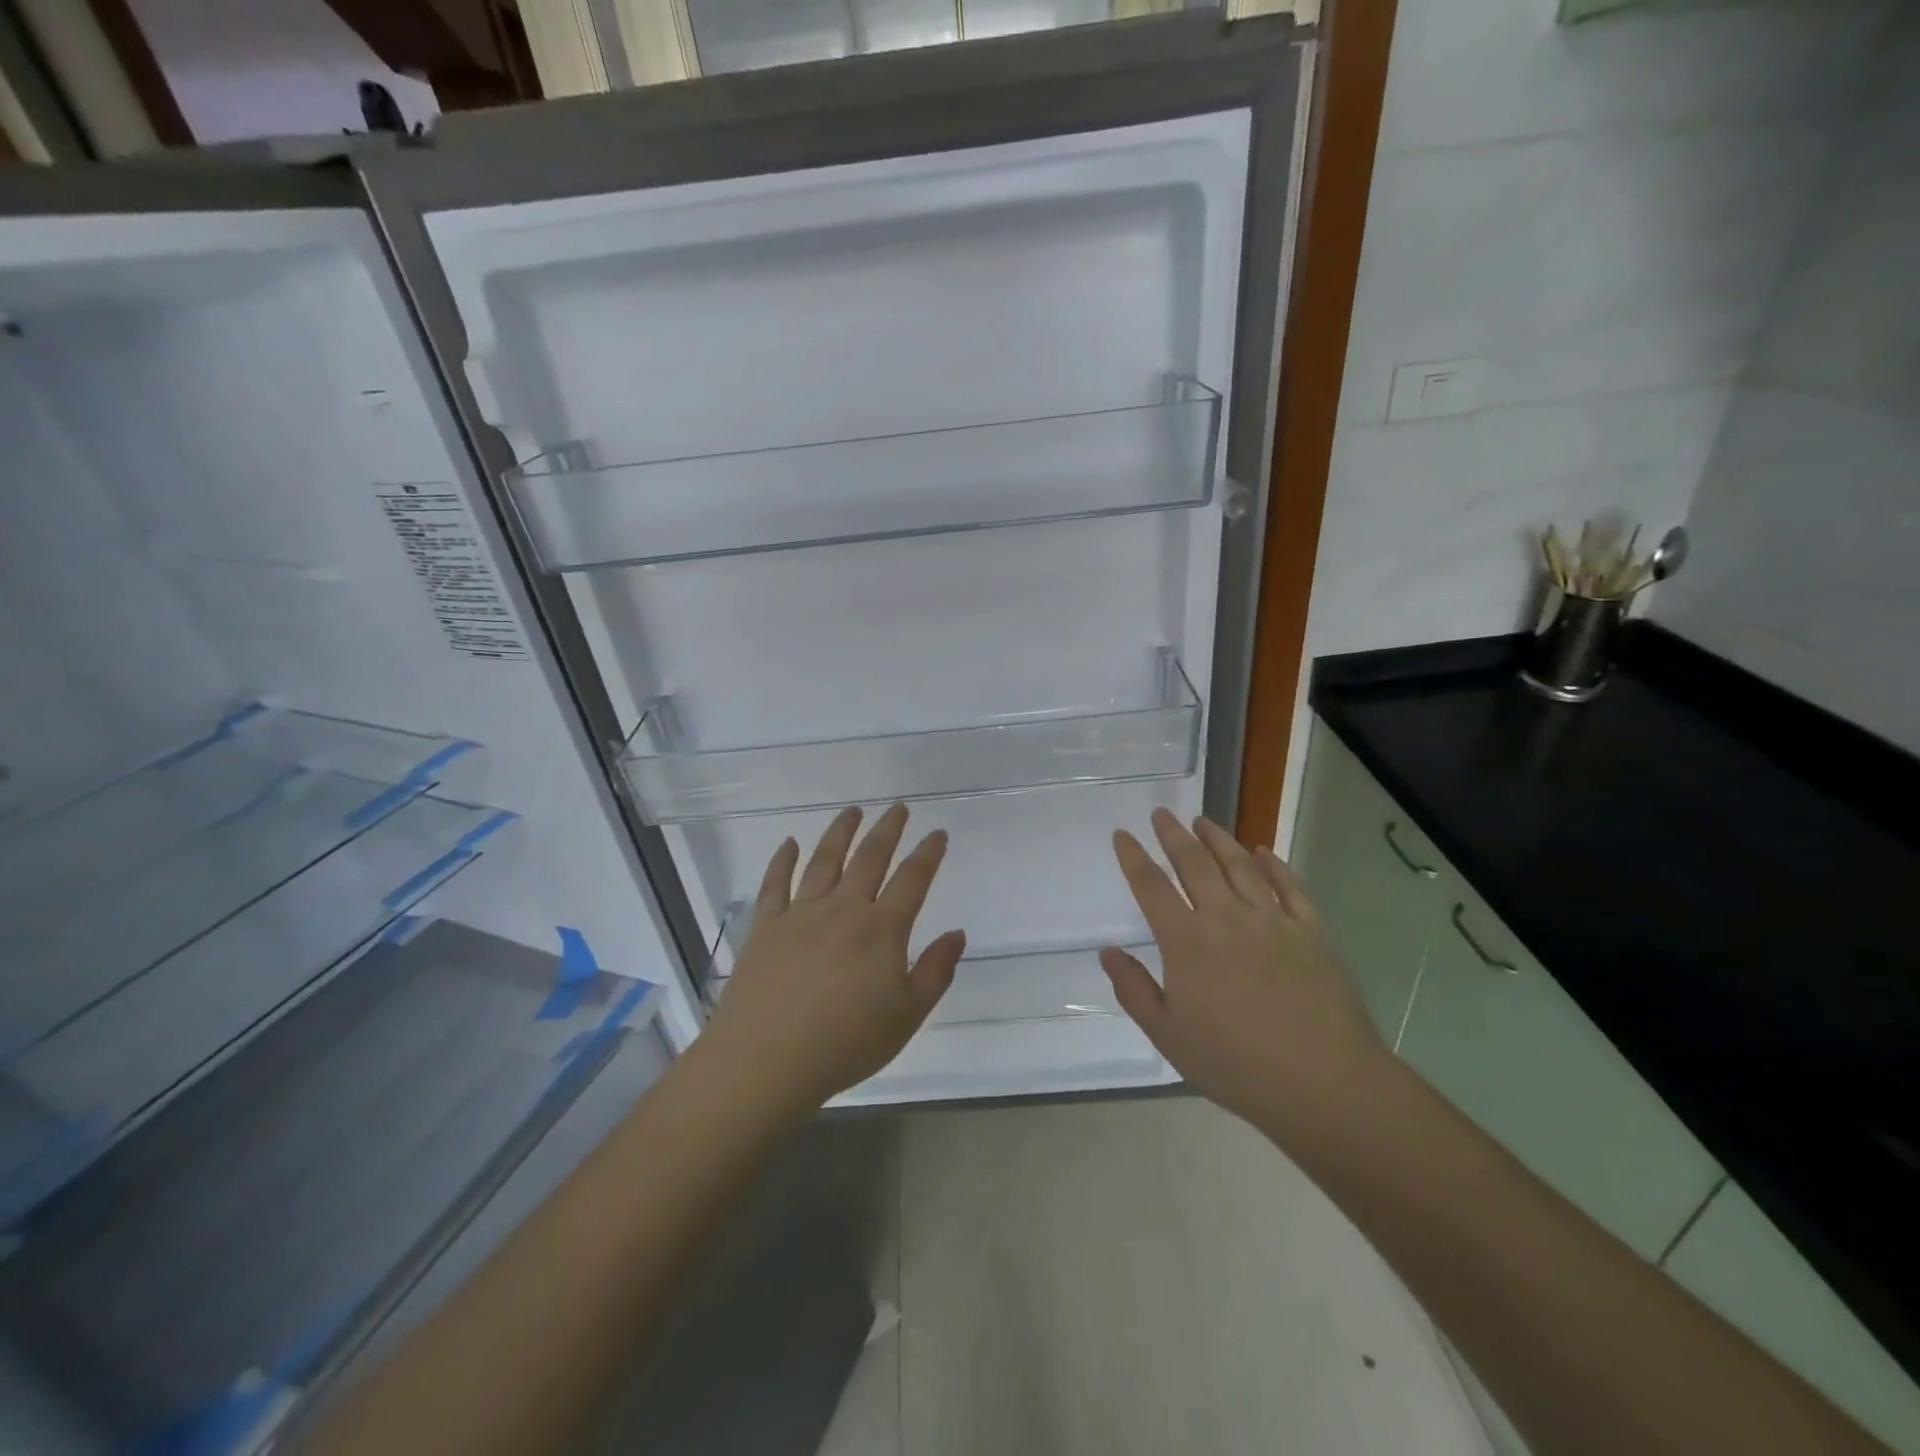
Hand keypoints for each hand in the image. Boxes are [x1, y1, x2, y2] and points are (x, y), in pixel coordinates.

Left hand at [701, 804, 965, 1115]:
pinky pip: (775, 884)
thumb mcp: (907, 1016)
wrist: (766, 1060)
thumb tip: (957, 933)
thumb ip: (936, 971)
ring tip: (852, 811)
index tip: (937, 833)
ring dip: (841, 832)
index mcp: (882, 929)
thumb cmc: (846, 1043)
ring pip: (825, 860)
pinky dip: (783, 860)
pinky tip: (790, 844)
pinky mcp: (766, 927)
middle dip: (888, 829)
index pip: (912, 879)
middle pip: (870, 858)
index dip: (928, 853)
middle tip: (898, 807)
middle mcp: (843, 909)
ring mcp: (801, 914)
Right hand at [1100, 808, 1387, 1140]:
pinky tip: (1263, 852)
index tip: (1122, 834)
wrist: (1322, 1081)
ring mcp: (1272, 920)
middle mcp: (1225, 918)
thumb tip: (1107, 951)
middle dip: (1173, 835)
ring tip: (1202, 821)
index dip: (1133, 858)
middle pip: (1194, 864)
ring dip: (1218, 839)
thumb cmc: (1235, 1064)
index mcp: (1186, 941)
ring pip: (1239, 865)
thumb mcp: (1168, 1035)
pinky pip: (1289, 886)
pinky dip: (1274, 864)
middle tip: (1161, 814)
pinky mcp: (1311, 931)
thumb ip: (1134, 989)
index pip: (1151, 887)